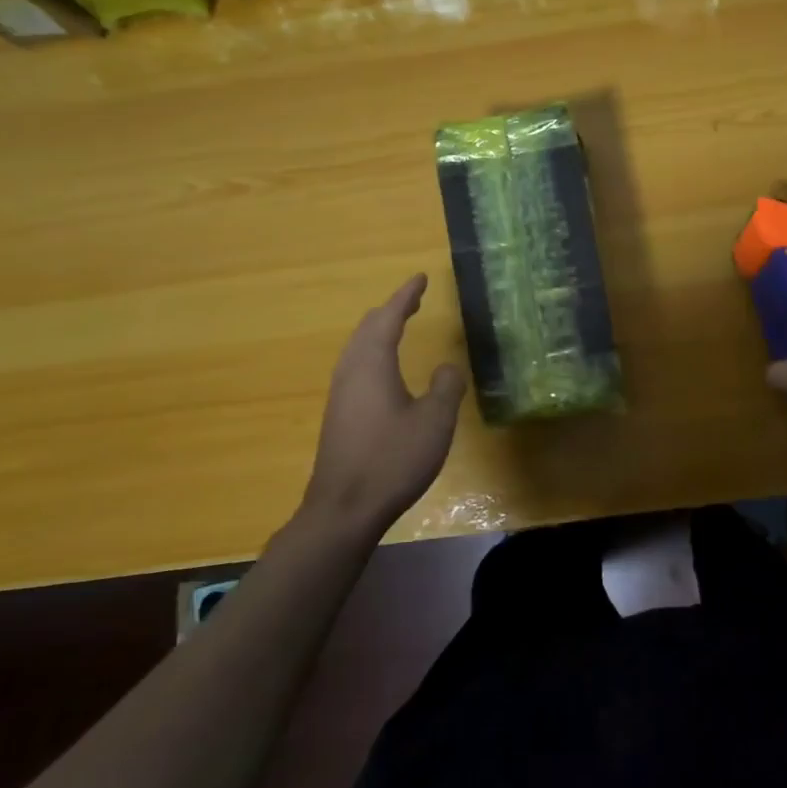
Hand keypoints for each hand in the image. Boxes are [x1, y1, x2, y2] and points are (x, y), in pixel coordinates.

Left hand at [299, 274, 465, 538]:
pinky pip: (355, 367)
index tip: (420, 278)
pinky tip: (383, 370)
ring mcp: (340, 395)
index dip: (406, 296)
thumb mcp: (435, 421)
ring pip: (357, 348)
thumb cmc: (392, 460)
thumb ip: (446, 388)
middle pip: (367, 329)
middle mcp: (351, 372)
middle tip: (413, 300)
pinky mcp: (338, 415)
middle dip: (390, 311)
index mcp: (372, 364)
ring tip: (399, 326)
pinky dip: (372, 353)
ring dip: (378, 332)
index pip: (388, 318)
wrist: (344, 509)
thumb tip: (448, 367)